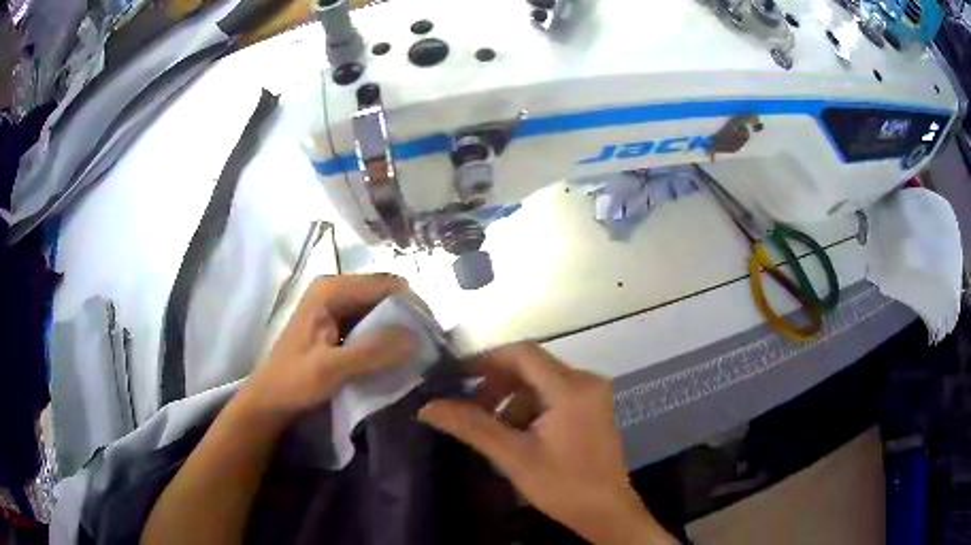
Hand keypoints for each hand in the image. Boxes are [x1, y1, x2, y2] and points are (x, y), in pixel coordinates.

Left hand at [240, 274, 416, 421]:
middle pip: (384, 295)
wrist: (270, 399)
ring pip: (379, 310)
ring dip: (397, 329)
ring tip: (415, 353)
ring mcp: (335, 305)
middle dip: (406, 318)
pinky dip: (384, 337)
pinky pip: (370, 323)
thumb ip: (372, 351)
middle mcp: (335, 289)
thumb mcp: (332, 368)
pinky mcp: (337, 323)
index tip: (430, 335)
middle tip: (425, 347)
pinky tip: (394, 356)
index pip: (386, 285)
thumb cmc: (294, 381)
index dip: (411, 307)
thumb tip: (416, 337)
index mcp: (331, 289)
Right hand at [418, 343, 675, 544]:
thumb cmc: (563, 485)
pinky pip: (553, 394)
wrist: (606, 511)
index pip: (522, 354)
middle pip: (532, 365)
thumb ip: (471, 426)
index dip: (486, 360)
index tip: (456, 375)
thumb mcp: (514, 457)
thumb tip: (428, 407)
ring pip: (541, 381)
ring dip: (511, 397)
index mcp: (571, 388)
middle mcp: (586, 381)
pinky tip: (515, 432)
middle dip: (496, 382)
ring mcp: (592, 395)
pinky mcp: (591, 408)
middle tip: (468, 405)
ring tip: (489, 425)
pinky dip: (529, 406)